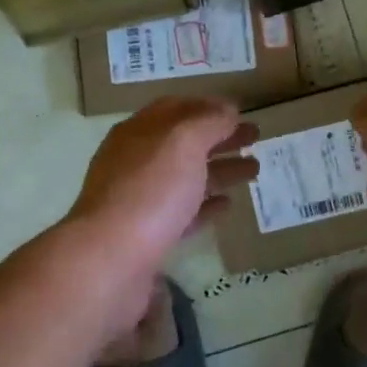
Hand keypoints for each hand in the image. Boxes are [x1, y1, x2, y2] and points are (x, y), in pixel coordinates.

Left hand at [59, 97, 257, 325]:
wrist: (111, 260)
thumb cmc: (150, 190)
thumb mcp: (183, 142)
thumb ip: (208, 122)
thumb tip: (227, 110)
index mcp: (139, 132)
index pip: (176, 109)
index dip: (208, 107)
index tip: (240, 111)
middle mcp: (136, 161)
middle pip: (184, 143)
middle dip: (220, 137)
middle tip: (256, 138)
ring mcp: (140, 199)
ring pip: (186, 177)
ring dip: (220, 169)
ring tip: (255, 170)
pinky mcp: (148, 236)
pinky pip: (183, 213)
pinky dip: (206, 205)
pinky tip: (228, 205)